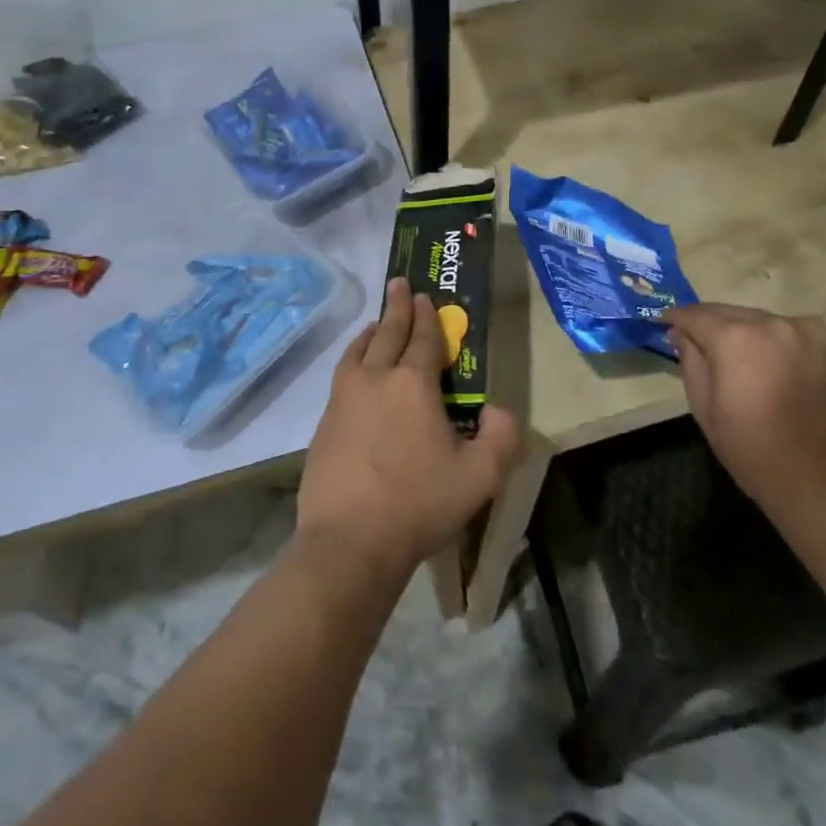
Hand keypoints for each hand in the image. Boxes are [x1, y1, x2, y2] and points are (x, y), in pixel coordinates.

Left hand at [297, 279, 522, 584]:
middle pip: (387, 333)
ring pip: (358, 351)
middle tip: (399, 284)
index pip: (423, 338)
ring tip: (375, 323)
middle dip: (397, 307)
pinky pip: (342, 376)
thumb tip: (500, 409)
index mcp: (413, 384)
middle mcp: (375, 379)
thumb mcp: (480, 476)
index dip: (427, 315)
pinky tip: (355, 371)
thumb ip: (501, 436)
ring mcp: (344, 399)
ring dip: (370, 331)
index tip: (424, 295)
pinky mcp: (324, 423)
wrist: (350, 541)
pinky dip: (352, 359)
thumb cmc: (419, 504)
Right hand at [664, 303, 825, 517]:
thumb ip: (690, 361)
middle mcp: (773, 323)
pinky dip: (777, 340)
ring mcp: (808, 332)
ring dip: (746, 331)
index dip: (677, 318)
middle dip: (711, 323)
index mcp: (735, 338)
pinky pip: (794, 332)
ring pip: (763, 320)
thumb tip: (680, 333)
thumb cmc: (751, 449)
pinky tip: (773, 361)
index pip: (697, 316)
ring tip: (737, 353)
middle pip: (731, 313)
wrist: (821, 483)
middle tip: (696, 338)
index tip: (665, 321)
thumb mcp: (704, 408)